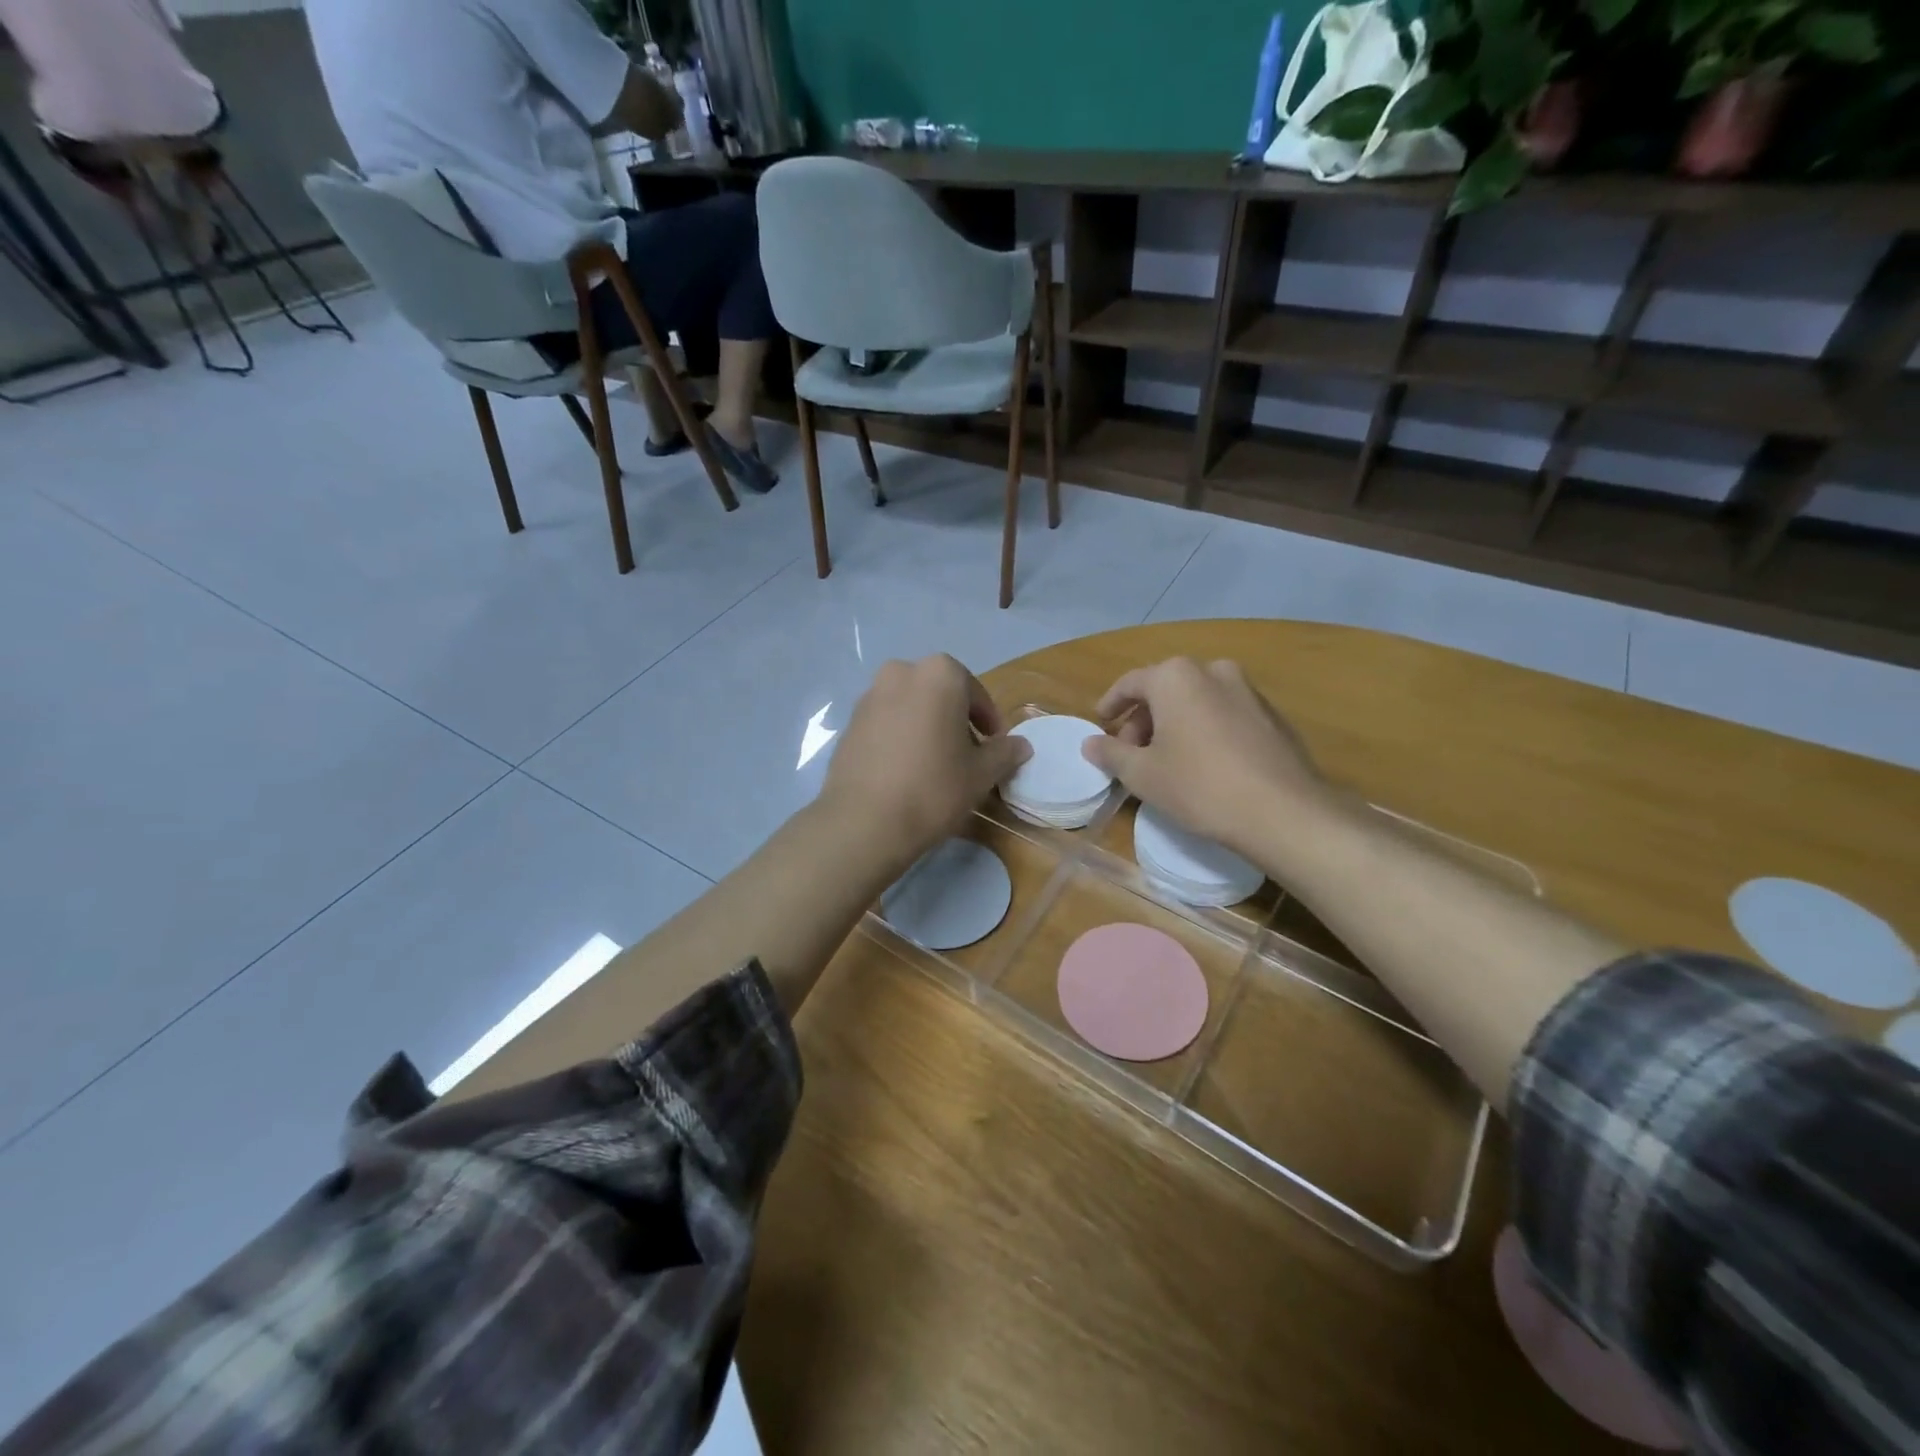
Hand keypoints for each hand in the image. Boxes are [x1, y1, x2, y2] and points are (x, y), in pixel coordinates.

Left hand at [821, 655, 1031, 868]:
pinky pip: (885, 724)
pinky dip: (900, 738)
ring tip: (935, 765)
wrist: (863, 821)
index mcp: (939, 674)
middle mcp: (900, 673)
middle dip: (955, 719)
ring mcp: (869, 697)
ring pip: (910, 707)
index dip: (988, 721)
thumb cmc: (934, 788)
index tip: (994, 745)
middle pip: (939, 695)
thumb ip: (1004, 753)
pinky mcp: (849, 724)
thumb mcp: (981, 774)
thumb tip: (1021, 746)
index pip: (975, 692)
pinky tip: (906, 771)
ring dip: (926, 727)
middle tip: (967, 754)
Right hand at [1081, 658, 1334, 857]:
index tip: (1101, 724)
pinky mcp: (1272, 715)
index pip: (1130, 683)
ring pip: (1196, 700)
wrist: (1282, 812)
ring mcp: (1248, 690)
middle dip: (1143, 718)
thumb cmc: (1198, 786)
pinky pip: (1224, 714)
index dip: (1111, 704)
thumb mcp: (1142, 774)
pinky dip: (1205, 729)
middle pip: (1164, 689)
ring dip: (1175, 723)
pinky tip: (1204, 764)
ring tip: (1167, 760)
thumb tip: (1090, 743)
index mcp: (1175, 677)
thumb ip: (1111, 753)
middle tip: (1132, 753)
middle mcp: (1212, 671)